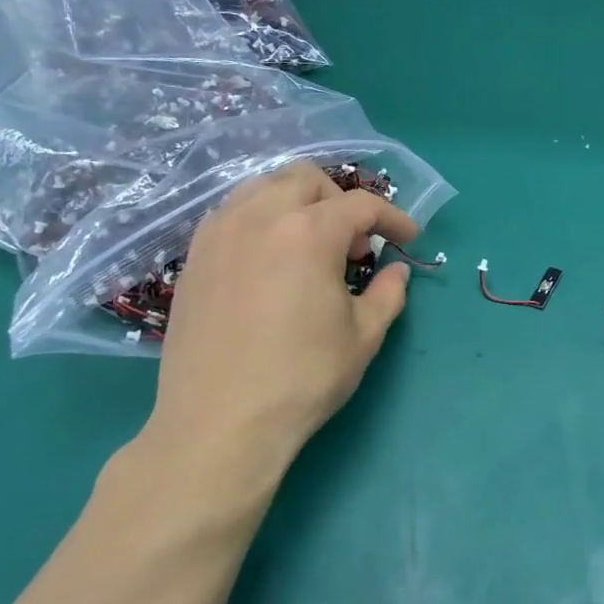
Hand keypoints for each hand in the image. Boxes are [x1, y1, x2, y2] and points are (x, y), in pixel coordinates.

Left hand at [131, 162, 418, 508]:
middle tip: (355, 243)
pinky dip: (260, 220)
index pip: (361, 205)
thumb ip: (388, 293)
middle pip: (306, 179)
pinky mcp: (193, 259)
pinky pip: (231, 214)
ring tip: (311, 244)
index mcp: (308, 232)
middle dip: (340, 200)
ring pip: (262, 187)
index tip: (410, 237)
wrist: (219, 424)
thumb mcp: (364, 336)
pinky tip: (270, 260)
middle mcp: (259, 218)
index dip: (393, 217)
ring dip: (297, 203)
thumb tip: (396, 271)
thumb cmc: (303, 378)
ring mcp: (218, 235)